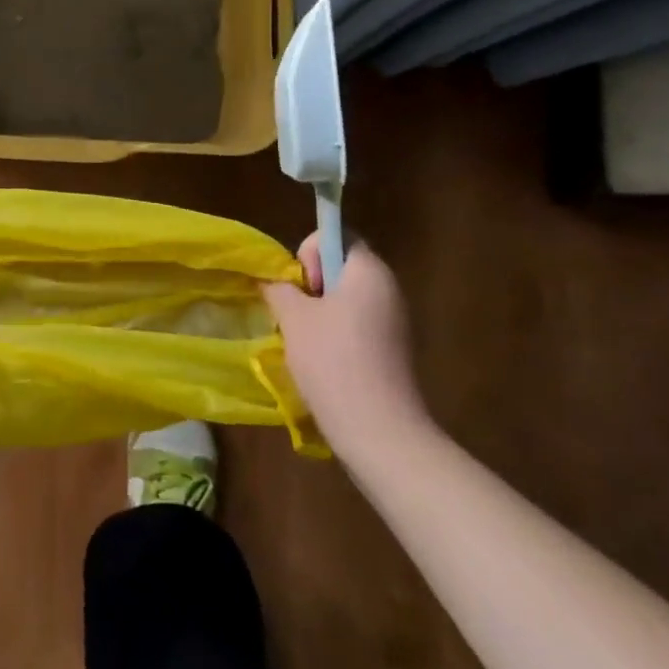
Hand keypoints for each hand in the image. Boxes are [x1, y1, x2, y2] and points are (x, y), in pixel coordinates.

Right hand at [262, 236, 431, 463]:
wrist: (379, 432)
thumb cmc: (333, 361)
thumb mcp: (293, 318)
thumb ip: (279, 288)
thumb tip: (273, 280)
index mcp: (369, 271)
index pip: (338, 237)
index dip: (311, 252)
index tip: (302, 286)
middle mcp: (389, 289)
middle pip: (341, 268)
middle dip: (311, 285)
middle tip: (295, 315)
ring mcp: (395, 322)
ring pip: (346, 300)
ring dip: (319, 312)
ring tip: (304, 342)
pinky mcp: (393, 351)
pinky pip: (357, 326)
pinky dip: (335, 335)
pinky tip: (322, 362)